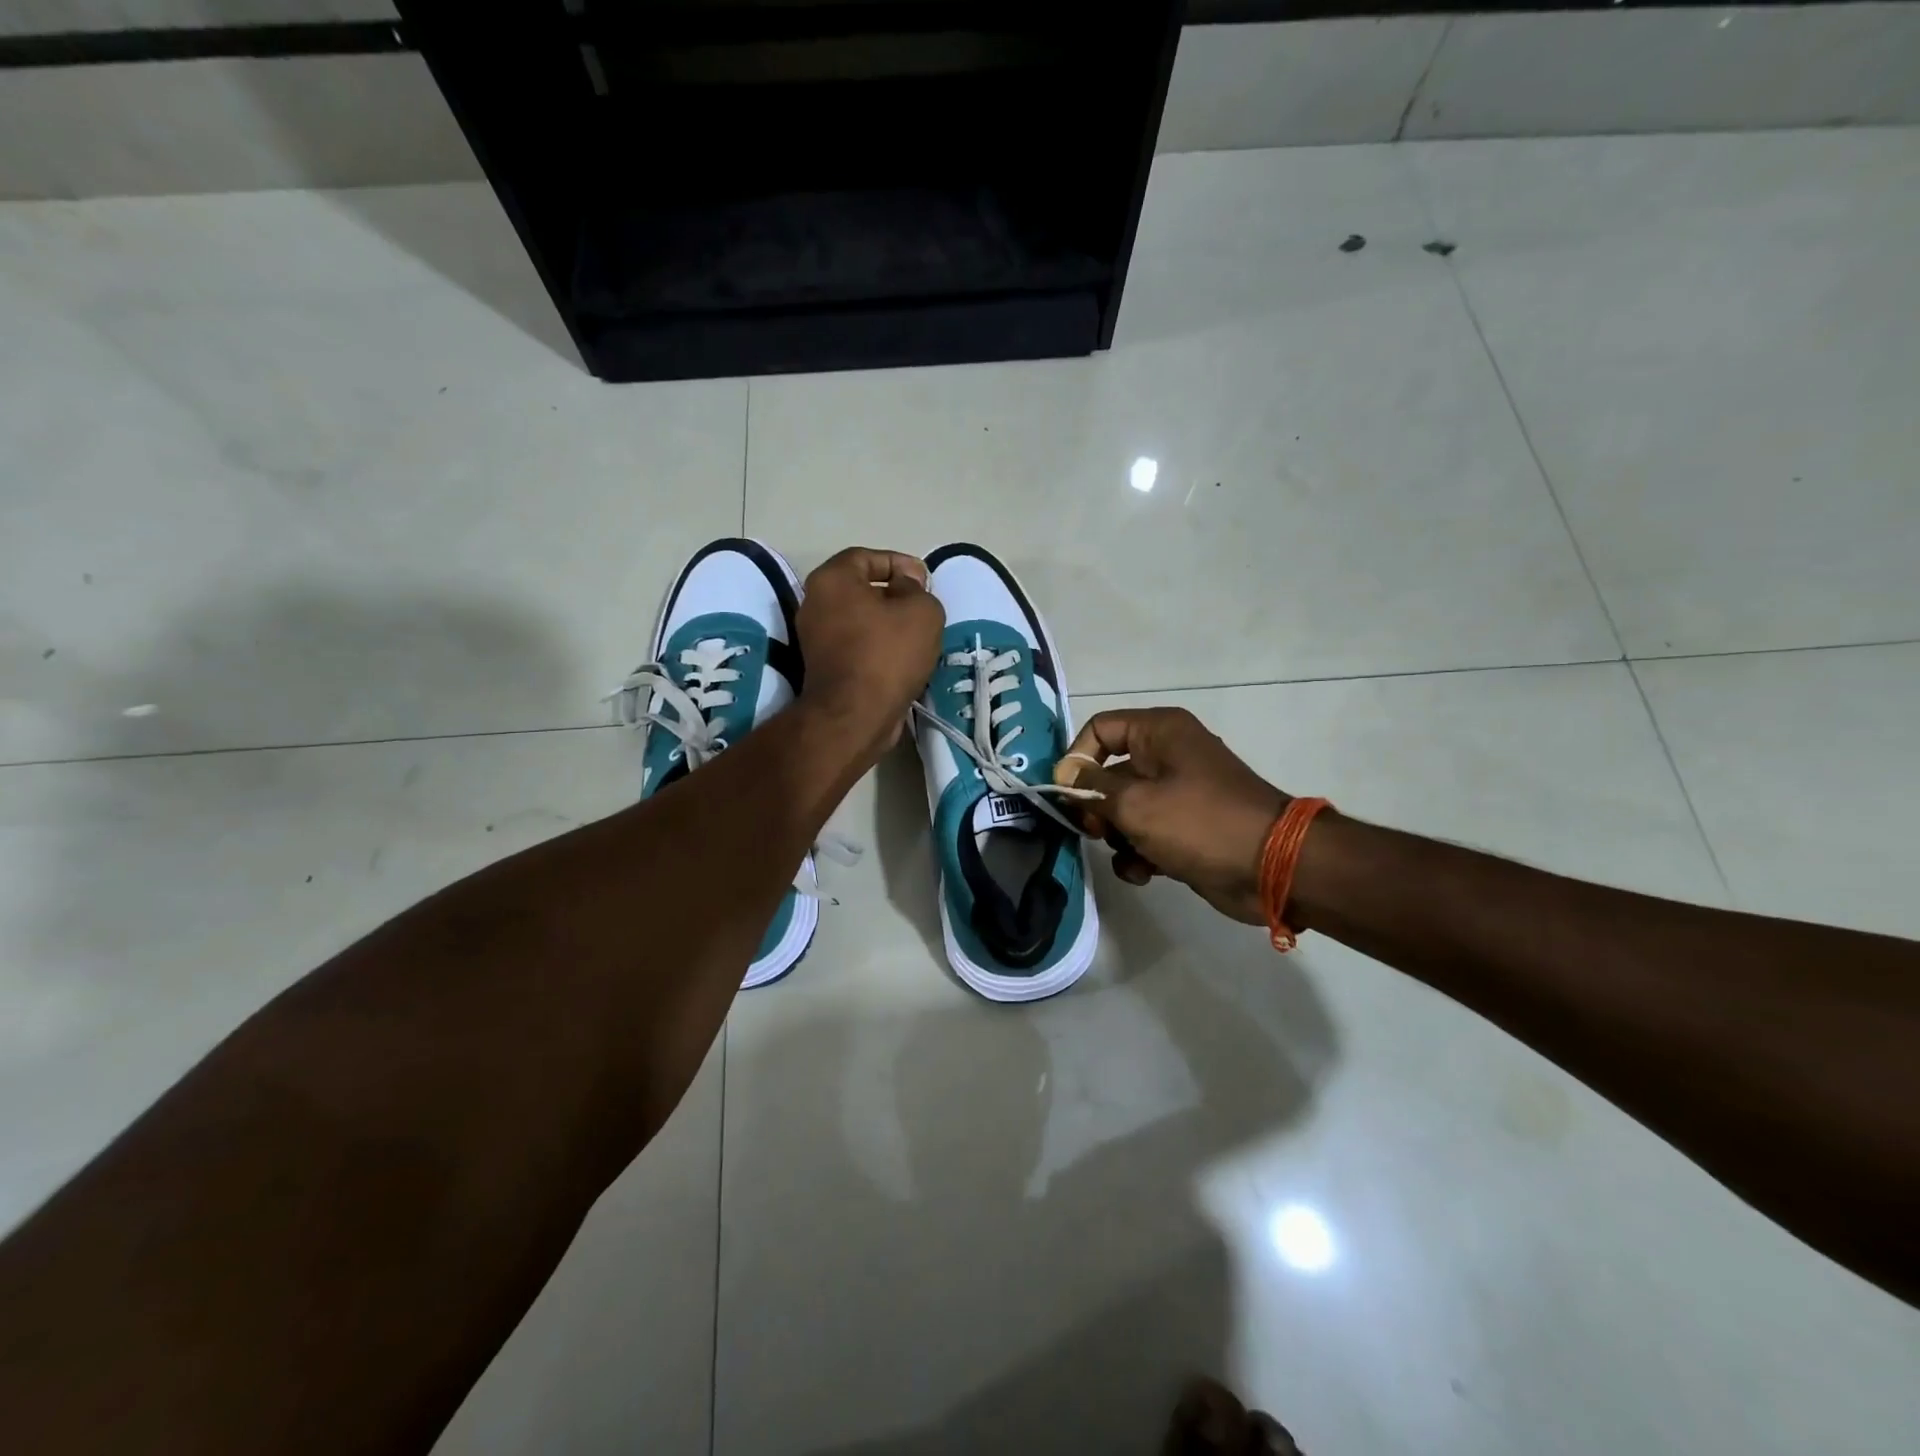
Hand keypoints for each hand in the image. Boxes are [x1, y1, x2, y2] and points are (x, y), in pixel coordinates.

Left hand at [796, 548, 944, 760]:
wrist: (855, 715)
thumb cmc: (888, 653)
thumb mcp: (921, 610)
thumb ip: (917, 588)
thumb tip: (905, 586)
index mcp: (832, 579)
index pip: (866, 557)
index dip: (899, 563)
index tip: (924, 581)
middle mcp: (815, 603)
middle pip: (860, 589)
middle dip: (894, 595)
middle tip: (922, 608)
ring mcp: (815, 638)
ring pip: (859, 619)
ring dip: (887, 624)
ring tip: (918, 636)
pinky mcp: (822, 667)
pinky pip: (855, 645)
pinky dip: (877, 648)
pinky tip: (902, 659)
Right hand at [1055, 707, 1286, 923]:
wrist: (1272, 867)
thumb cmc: (1199, 822)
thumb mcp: (1134, 803)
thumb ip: (1091, 790)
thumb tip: (1064, 779)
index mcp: (1159, 731)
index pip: (1100, 728)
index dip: (1077, 758)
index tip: (1066, 794)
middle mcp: (1168, 755)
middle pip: (1109, 772)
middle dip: (1096, 806)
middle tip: (1094, 832)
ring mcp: (1179, 793)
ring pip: (1124, 809)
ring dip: (1117, 837)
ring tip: (1127, 855)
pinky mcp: (1186, 828)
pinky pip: (1147, 834)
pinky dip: (1139, 853)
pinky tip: (1143, 873)